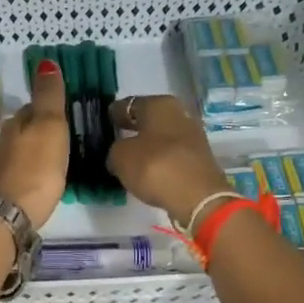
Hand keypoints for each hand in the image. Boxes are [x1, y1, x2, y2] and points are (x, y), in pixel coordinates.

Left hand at [0, 60, 69, 228]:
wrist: (10, 213)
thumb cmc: (36, 167)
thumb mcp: (49, 125)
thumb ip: (48, 96)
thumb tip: (45, 62)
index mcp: (16, 123)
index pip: (32, 106)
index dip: (48, 106)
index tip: (66, 111)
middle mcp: (4, 141)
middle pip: (26, 128)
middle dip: (42, 129)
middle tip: (66, 135)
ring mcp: (1, 166)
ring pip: (22, 149)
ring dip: (37, 150)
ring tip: (58, 157)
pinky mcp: (4, 190)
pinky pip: (22, 170)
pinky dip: (32, 170)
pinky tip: (43, 178)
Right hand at [106, 95, 231, 228]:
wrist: (198, 198)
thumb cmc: (155, 166)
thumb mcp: (120, 157)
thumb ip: (115, 150)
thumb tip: (120, 153)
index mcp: (160, 104)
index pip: (130, 105)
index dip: (115, 113)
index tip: (104, 121)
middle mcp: (179, 115)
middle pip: (149, 120)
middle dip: (133, 129)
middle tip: (114, 138)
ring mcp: (192, 138)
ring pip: (161, 138)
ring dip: (147, 146)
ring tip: (129, 158)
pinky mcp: (198, 161)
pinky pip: (170, 156)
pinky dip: (159, 161)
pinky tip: (147, 171)